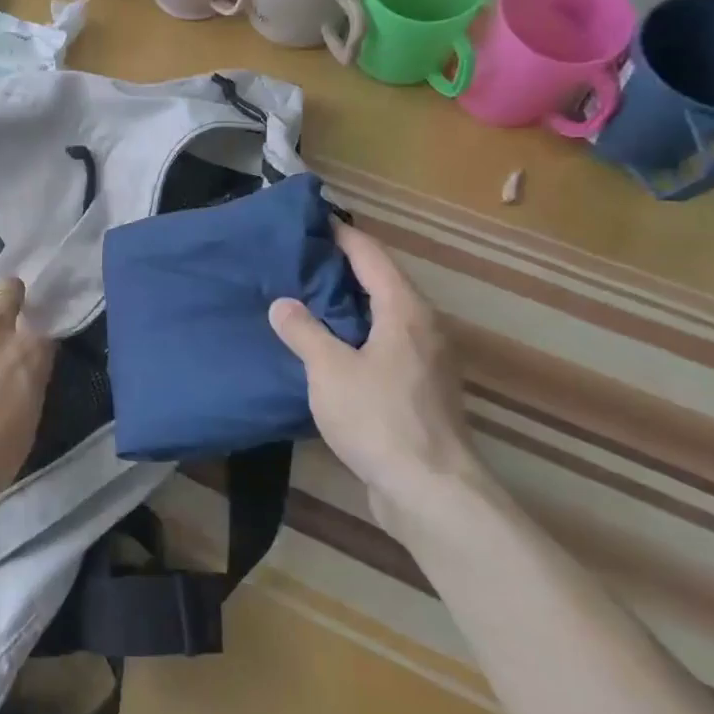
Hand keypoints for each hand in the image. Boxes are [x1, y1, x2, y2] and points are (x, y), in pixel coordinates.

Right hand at [268, 221, 482, 525]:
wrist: (430, 491)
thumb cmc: (379, 419)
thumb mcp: (329, 370)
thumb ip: (303, 331)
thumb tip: (282, 303)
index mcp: (405, 310)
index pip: (370, 255)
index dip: (341, 235)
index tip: (311, 221)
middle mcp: (423, 327)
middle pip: (381, 282)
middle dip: (341, 269)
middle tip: (297, 261)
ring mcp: (427, 360)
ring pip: (384, 316)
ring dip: (348, 304)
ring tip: (305, 300)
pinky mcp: (422, 389)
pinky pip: (386, 344)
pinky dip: (358, 335)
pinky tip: (329, 348)